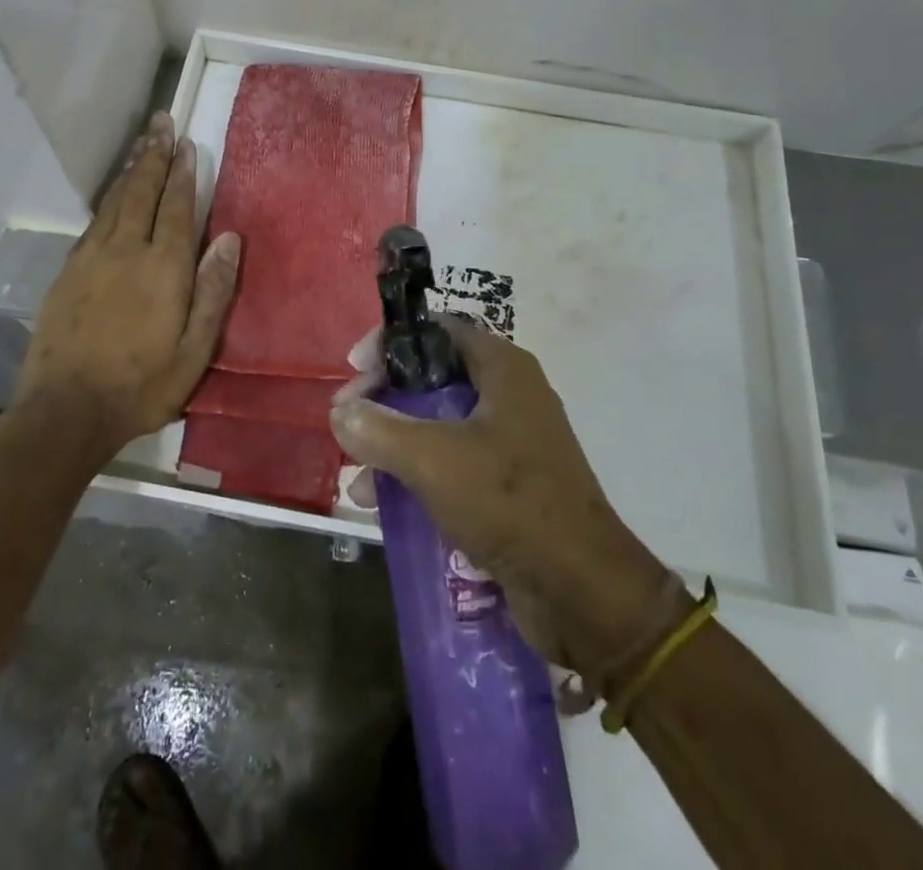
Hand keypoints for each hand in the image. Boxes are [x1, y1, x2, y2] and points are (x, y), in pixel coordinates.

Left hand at [14, 112, 240, 457]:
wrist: (66, 411)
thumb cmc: (142, 385)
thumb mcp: (195, 350)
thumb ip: (214, 290)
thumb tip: (230, 238)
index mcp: (163, 267)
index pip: (176, 207)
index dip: (182, 173)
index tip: (186, 143)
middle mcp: (126, 250)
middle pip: (141, 191)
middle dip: (153, 155)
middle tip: (161, 122)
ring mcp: (91, 258)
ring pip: (114, 201)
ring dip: (130, 169)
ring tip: (142, 143)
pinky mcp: (68, 271)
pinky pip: (93, 221)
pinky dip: (108, 198)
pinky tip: (113, 194)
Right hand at [331, 318, 682, 675]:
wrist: (581, 591)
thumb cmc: (509, 502)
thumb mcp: (433, 459)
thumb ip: (380, 429)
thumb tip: (340, 412)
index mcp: (503, 370)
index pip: (438, 330)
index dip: (393, 342)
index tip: (355, 369)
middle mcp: (510, 396)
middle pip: (434, 378)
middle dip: (386, 399)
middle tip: (348, 421)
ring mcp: (512, 442)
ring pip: (440, 425)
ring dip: (396, 443)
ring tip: (357, 474)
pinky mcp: (509, 486)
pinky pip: (453, 465)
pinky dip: (418, 475)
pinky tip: (384, 504)